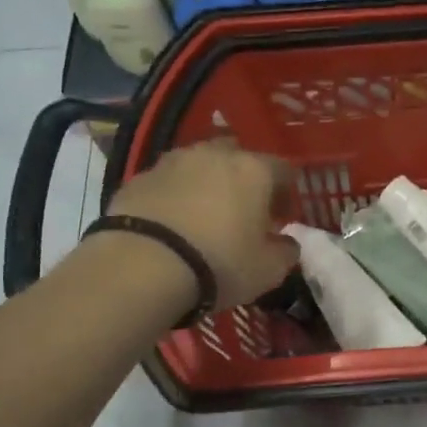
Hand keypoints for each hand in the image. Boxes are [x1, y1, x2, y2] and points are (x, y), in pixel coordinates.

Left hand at [106, 141, 299, 307]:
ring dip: (206, 183)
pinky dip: (174, 195)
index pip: (283, 170)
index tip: (280, 220)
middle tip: (242, 213)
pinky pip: (167, 181)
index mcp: (254, 170)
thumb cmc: (218, 264)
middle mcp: (215, 155)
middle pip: (238, 157)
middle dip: (243, 180)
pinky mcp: (139, 177)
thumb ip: (286, 252)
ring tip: (202, 216)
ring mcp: (173, 161)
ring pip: (199, 164)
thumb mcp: (268, 270)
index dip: (285, 194)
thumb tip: (287, 243)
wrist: (141, 266)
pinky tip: (171, 224)